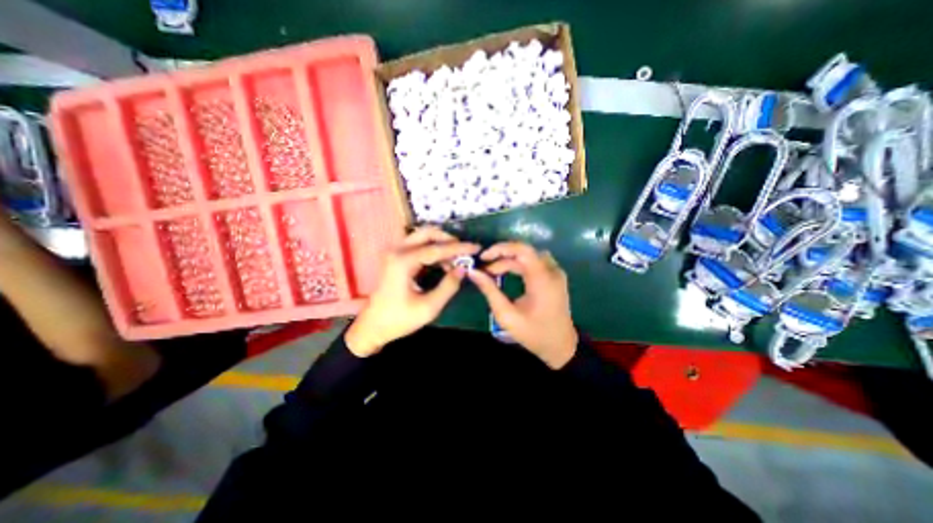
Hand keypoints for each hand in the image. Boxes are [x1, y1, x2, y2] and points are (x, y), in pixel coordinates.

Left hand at [343, 226, 480, 357]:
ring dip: (441, 244)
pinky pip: (418, 245)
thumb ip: (448, 286)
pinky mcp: (395, 257)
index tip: (476, 247)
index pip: (437, 248)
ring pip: (422, 236)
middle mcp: (397, 250)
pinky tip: (443, 263)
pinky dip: (433, 249)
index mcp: (403, 262)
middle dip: (449, 239)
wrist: (372, 327)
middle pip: (427, 232)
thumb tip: (463, 269)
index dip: (459, 248)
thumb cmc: (399, 319)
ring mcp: (394, 252)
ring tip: (456, 259)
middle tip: (464, 251)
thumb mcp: (429, 307)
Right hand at [466, 243, 576, 368]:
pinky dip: (519, 265)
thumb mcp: (507, 315)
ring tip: (492, 273)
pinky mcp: (555, 277)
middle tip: (484, 271)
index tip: (483, 257)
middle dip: (501, 258)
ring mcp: (556, 273)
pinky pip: (534, 262)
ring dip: (509, 261)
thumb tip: (473, 272)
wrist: (560, 346)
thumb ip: (490, 291)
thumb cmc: (533, 334)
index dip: (501, 248)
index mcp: (542, 280)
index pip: (523, 249)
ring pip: (528, 256)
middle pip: (523, 252)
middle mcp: (552, 271)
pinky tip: (507, 274)